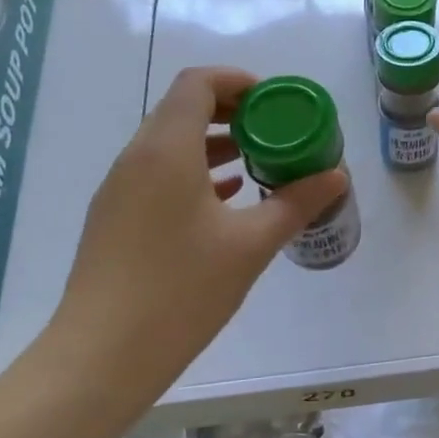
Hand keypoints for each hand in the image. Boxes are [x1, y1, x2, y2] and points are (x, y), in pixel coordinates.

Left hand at [51, 67, 346, 380]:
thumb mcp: (251, 245)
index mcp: (166, 150)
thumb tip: (336, 176)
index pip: (198, 84)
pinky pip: (159, 175)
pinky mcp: (115, 219)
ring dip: (214, 144)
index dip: (238, 81)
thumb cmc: (181, 290)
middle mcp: (136, 158)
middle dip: (233, 112)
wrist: (102, 356)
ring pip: (170, 144)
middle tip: (276, 132)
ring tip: (258, 162)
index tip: (275, 103)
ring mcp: (120, 190)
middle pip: (183, 109)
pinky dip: (195, 172)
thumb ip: (296, 203)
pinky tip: (227, 199)